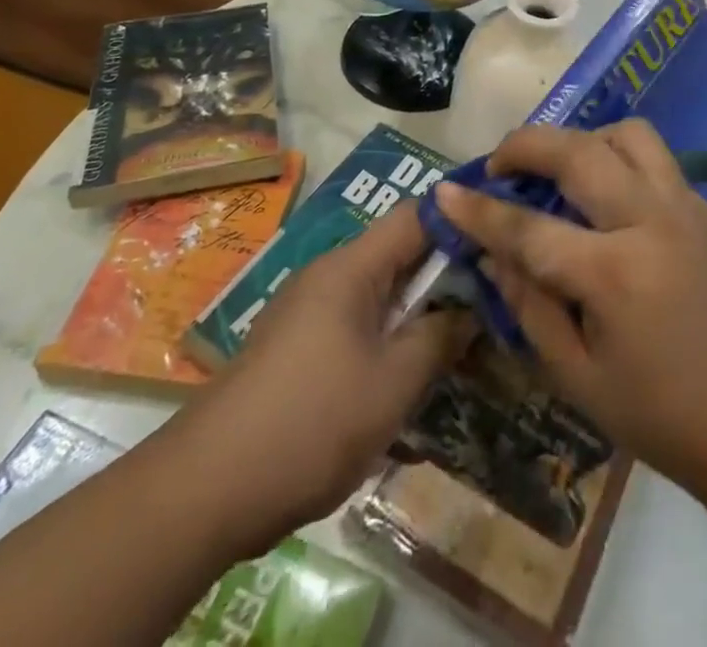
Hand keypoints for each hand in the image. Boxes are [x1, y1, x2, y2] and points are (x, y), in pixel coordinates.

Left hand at [182, 203, 470, 539]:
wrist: (205, 490)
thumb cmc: (311, 423)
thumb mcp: (392, 383)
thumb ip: (439, 338)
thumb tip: (470, 310)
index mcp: (351, 267)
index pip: (416, 216)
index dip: (460, 219)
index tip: (501, 238)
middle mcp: (328, 275)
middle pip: (399, 254)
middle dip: (445, 275)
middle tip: (492, 299)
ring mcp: (308, 311)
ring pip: (380, 294)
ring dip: (418, 313)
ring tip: (460, 341)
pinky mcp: (297, 347)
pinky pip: (357, 325)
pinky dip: (388, 339)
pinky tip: (408, 377)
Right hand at [433, 121, 706, 507]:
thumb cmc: (666, 417)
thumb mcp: (580, 379)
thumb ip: (530, 307)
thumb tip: (492, 254)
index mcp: (615, 274)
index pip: (529, 227)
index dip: (480, 209)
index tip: (445, 190)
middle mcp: (651, 222)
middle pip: (579, 151)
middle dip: (527, 144)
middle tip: (499, 162)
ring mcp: (685, 206)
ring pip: (626, 134)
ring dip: (582, 138)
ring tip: (560, 170)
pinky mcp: (706, 207)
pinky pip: (655, 156)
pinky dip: (618, 154)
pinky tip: (605, 192)